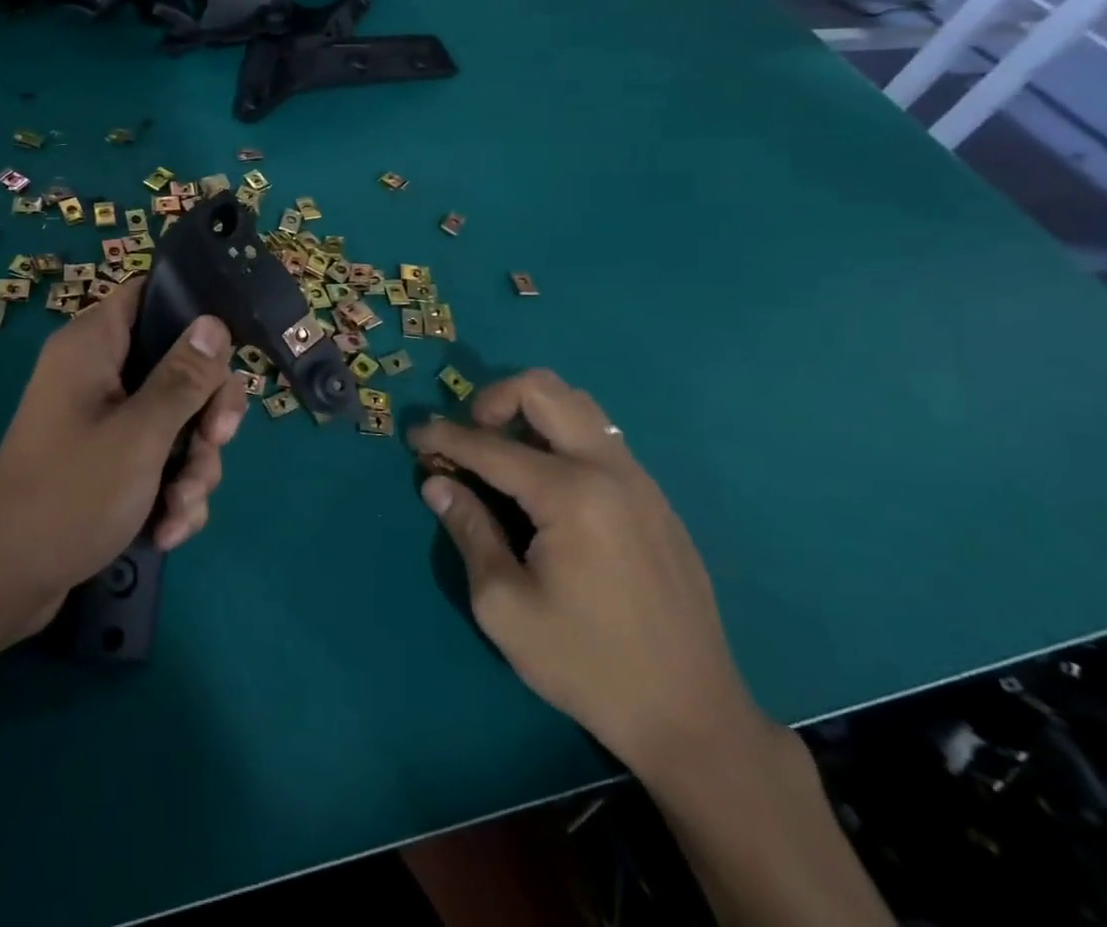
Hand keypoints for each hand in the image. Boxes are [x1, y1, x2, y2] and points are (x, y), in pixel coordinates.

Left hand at [0, 278, 245, 638]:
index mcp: (93, 345)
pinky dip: (170, 490)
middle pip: (178, 364)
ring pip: (176, 418)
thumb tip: (214, 322)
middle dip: (205, 414)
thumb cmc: (70, 495)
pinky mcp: (107, 459)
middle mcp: (98, 372)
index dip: (192, 313)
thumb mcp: (141, 434)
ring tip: (181, 509)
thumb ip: (184, 377)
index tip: (224, 355)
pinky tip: (167, 528)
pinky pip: (158, 456)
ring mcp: (103, 418)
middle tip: (215, 444)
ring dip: (192, 465)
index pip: (149, 294)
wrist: (6, 584)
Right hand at [411, 370, 768, 782]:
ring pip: (577, 406)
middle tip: (469, 437)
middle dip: (492, 399)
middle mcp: (609, 469)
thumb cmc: (588, 665)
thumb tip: (437, 482)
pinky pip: (599, 439)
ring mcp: (640, 480)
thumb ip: (468, 531)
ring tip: (503, 456)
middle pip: (543, 390)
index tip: (413, 435)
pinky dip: (560, 438)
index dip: (443, 436)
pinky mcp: (655, 499)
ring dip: (529, 413)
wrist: (692, 717)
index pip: (489, 445)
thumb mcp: (505, 607)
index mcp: (571, 494)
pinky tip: (545, 486)